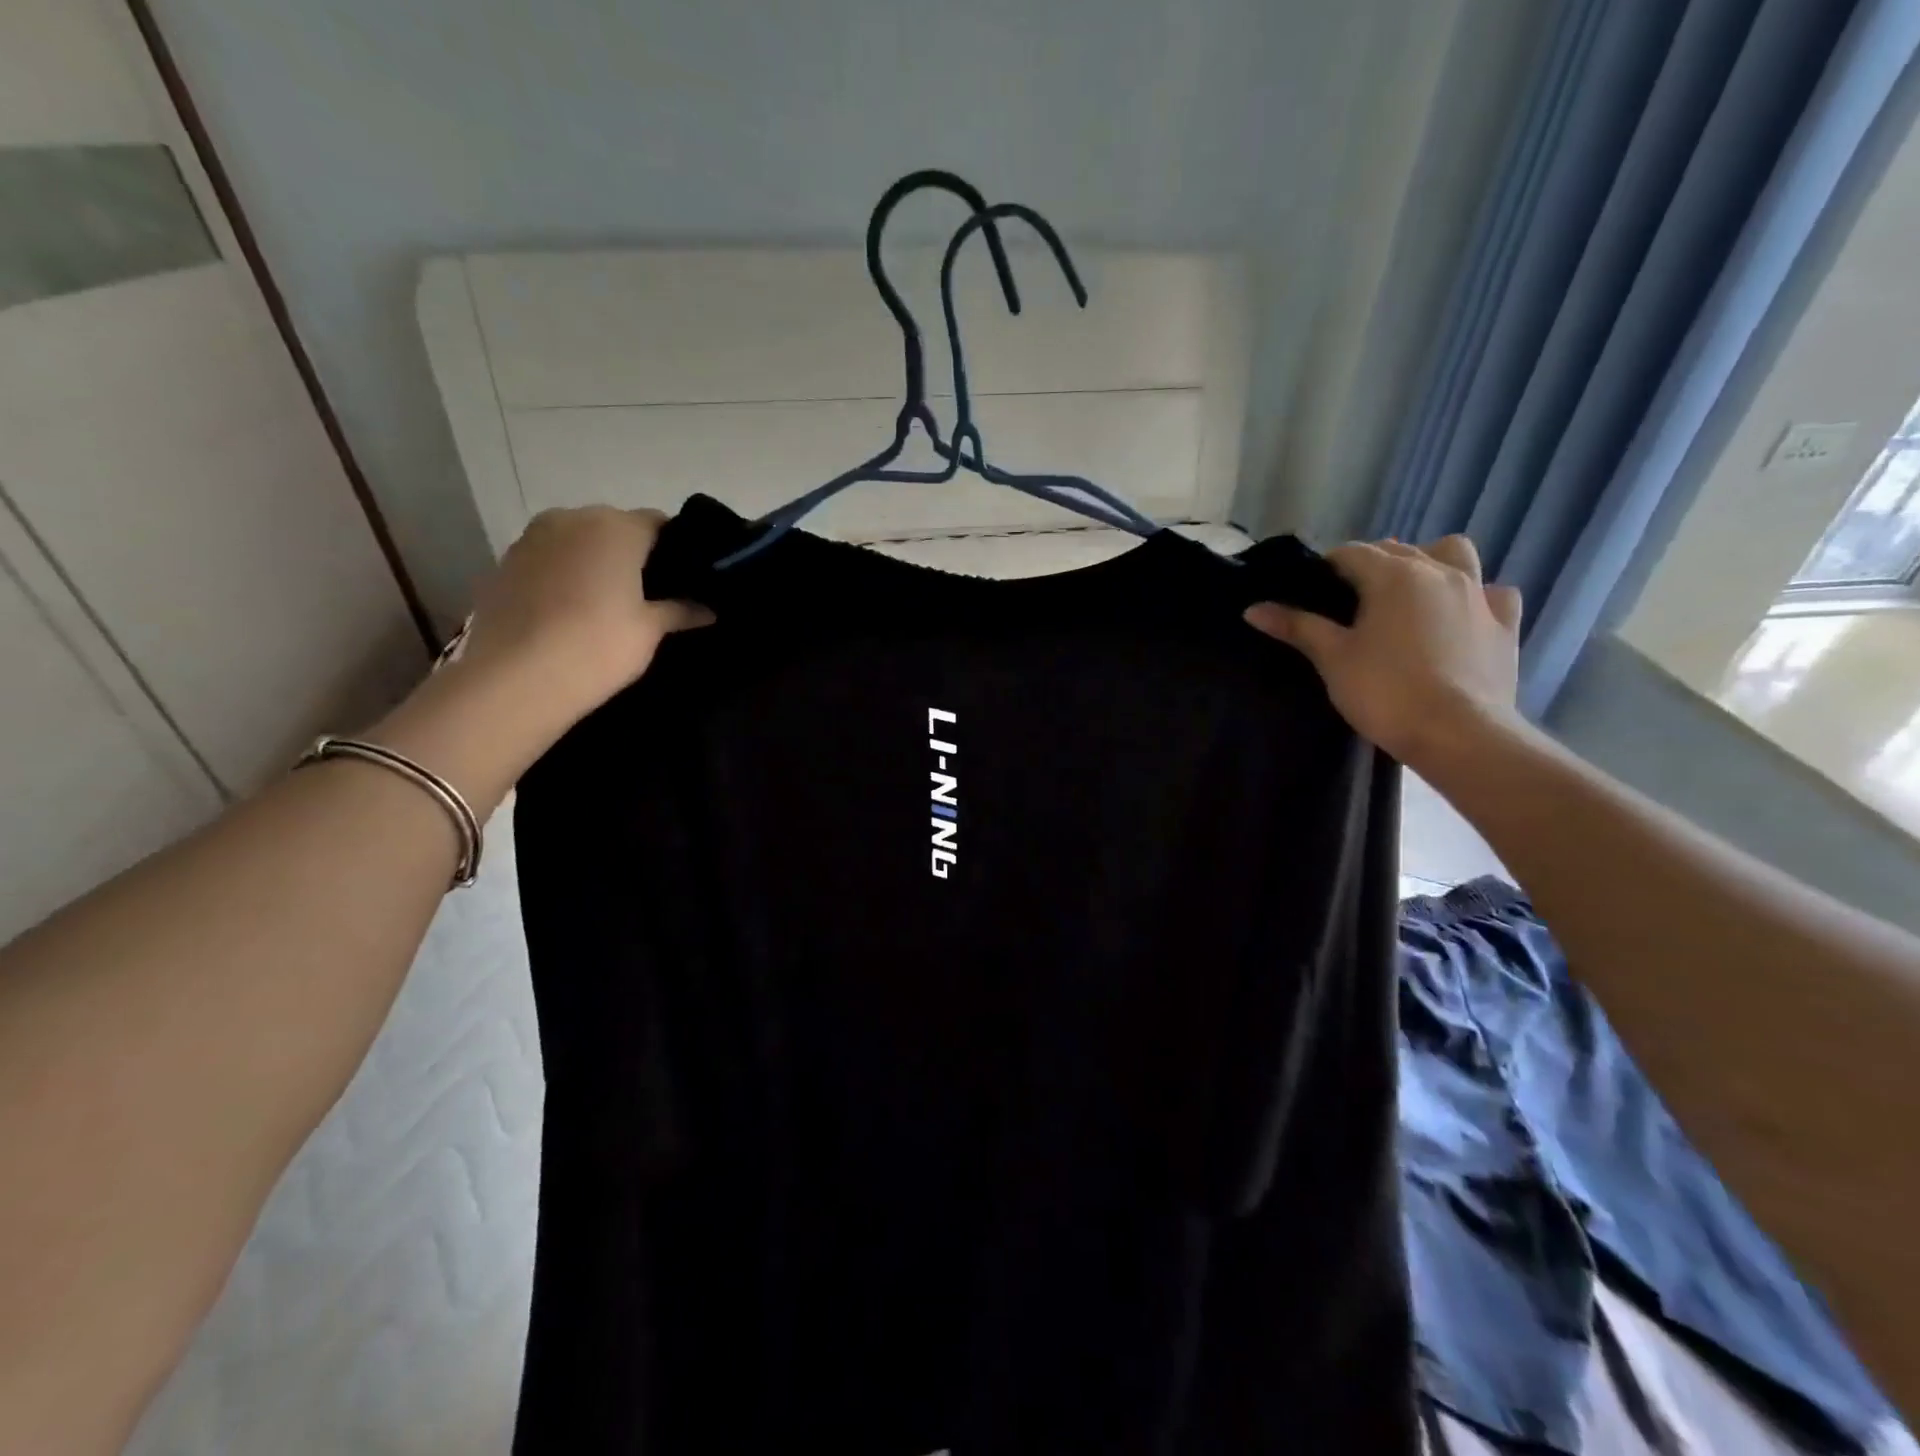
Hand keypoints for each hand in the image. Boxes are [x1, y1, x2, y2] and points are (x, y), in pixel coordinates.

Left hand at [370, 507, 711, 811]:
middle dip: (633, 552)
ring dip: (594, 562)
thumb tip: (708, 610)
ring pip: (577, 541)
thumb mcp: (650, 630)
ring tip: (608, 602)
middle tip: (651, 592)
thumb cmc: (598, 645)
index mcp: (616, 527)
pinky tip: (571, 610)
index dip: (675, 547)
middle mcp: (571, 519)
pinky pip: (548, 560)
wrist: (517, 679)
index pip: (658, 523)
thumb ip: (680, 611)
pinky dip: (563, 575)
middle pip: (614, 527)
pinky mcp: (504, 564)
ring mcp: (531, 538)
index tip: (686, 575)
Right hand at [1244, 536, 1523, 766]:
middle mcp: (1438, 572)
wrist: (1458, 733)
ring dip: (1430, 561)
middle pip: (1398, 549)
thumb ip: (1296, 627)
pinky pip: (1493, 593)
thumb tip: (1253, 609)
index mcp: (1393, 575)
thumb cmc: (1385, 691)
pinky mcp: (1505, 623)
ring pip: (1455, 554)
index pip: (1351, 553)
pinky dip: (1475, 596)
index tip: (1312, 589)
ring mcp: (1478, 594)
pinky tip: (1461, 615)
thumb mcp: (1331, 658)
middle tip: (1349, 598)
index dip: (1327, 566)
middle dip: (1371, 563)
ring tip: (1410, 591)